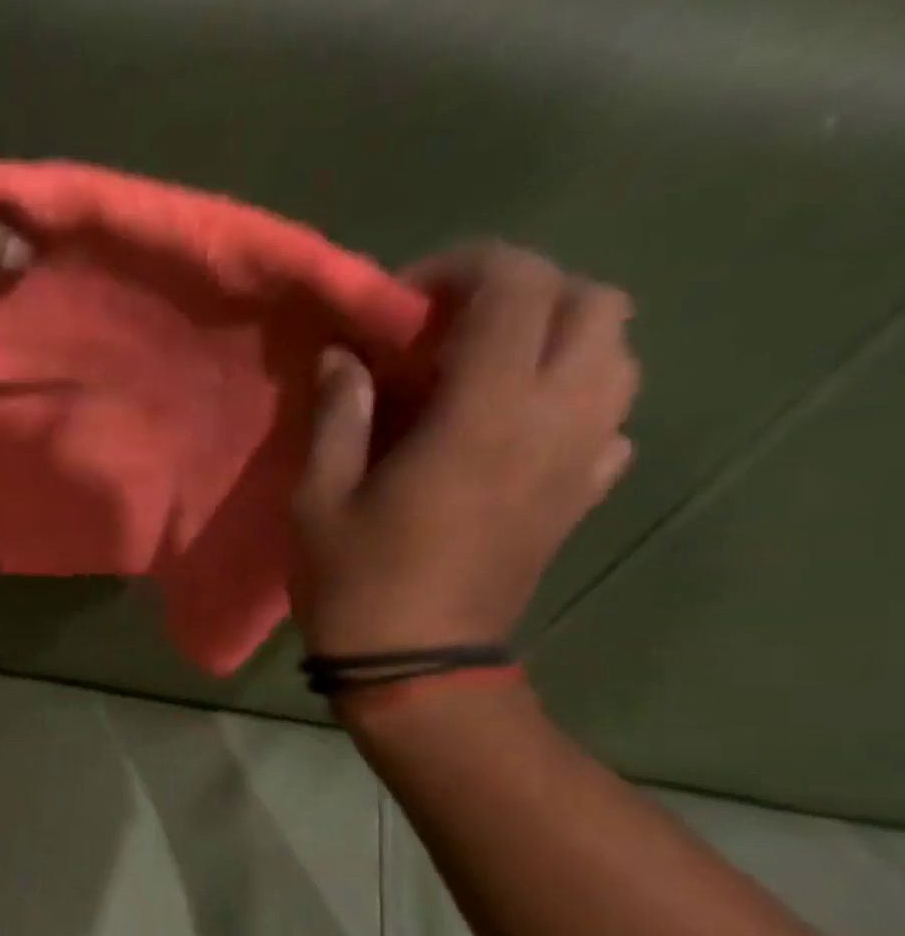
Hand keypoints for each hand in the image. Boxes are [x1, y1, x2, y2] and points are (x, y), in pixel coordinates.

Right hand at [292, 243, 640, 655]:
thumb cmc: (356, 582)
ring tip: (485, 374)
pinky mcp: (583, 495)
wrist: (417, 666)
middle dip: (521, 295)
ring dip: (556, 341)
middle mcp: (555, 419)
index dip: (460, 269)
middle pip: (590, 302)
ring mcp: (581, 458)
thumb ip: (337, 415)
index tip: (402, 305)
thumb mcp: (319, 498)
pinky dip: (574, 400)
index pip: (514, 286)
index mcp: (483, 414)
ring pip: (616, 353)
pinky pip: (612, 418)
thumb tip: (343, 358)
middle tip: (451, 332)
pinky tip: (516, 430)